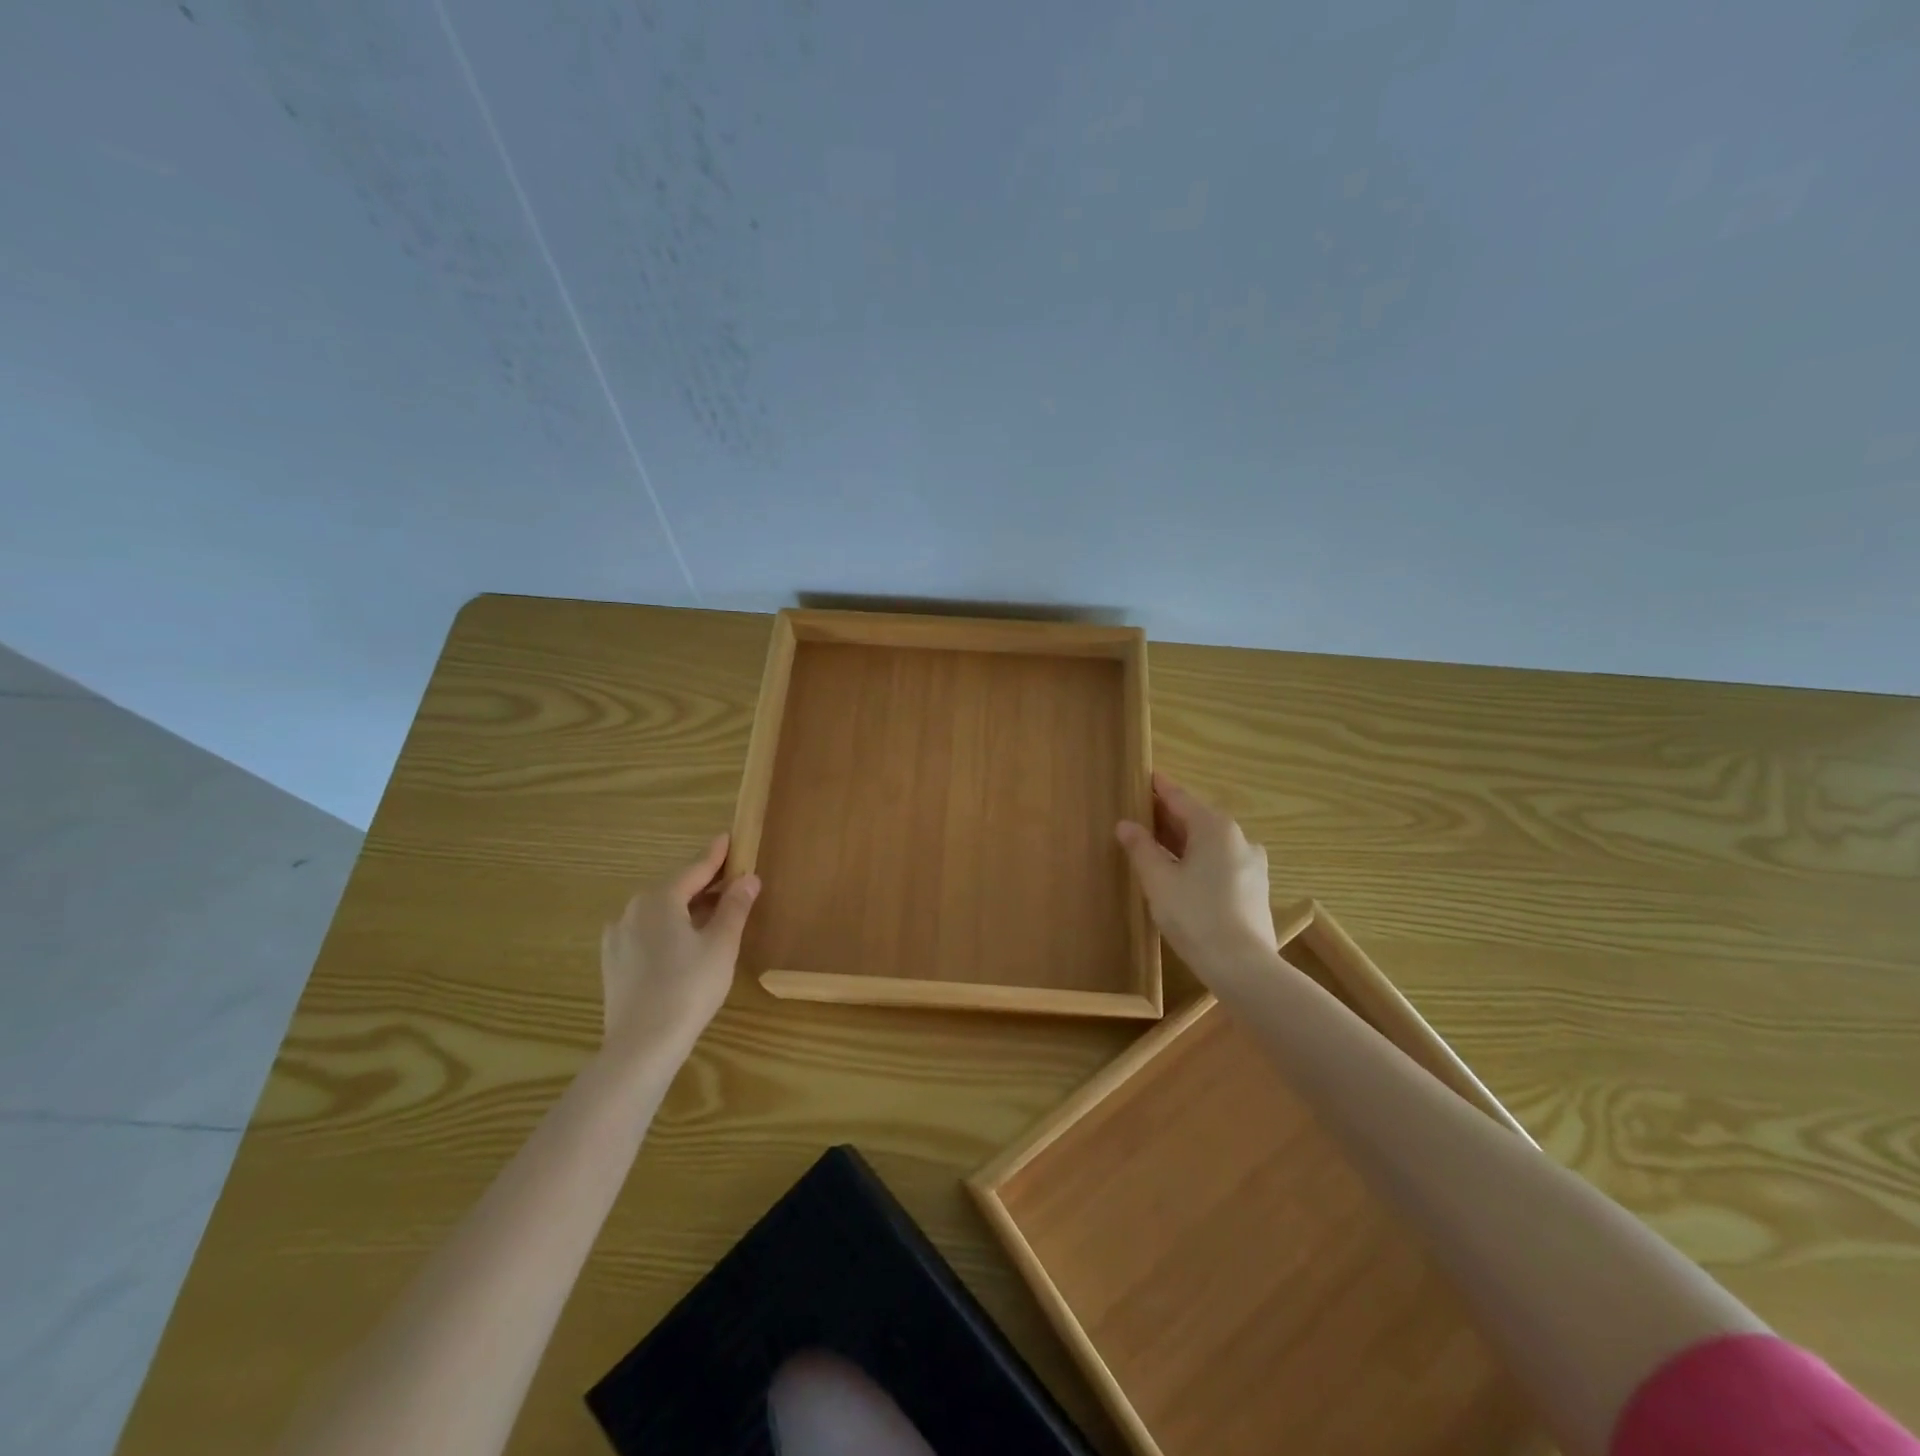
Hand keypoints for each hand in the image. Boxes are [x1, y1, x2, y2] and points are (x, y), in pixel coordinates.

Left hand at [598, 834, 759, 1060]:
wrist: (642, 1045)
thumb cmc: (689, 987)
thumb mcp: (721, 944)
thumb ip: (735, 907)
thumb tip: (748, 878)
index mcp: (660, 899)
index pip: (695, 869)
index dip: (716, 855)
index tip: (728, 837)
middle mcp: (633, 910)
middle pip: (675, 889)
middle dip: (704, 884)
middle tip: (731, 881)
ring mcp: (618, 937)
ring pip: (659, 912)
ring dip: (686, 908)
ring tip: (713, 915)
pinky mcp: (613, 963)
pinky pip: (646, 933)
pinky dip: (668, 929)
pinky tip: (682, 945)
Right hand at [1117, 771, 1279, 972]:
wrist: (1243, 966)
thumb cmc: (1195, 915)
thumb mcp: (1158, 880)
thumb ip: (1141, 848)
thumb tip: (1125, 824)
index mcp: (1215, 828)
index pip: (1180, 798)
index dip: (1159, 788)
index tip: (1145, 777)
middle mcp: (1238, 838)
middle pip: (1197, 819)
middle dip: (1168, 816)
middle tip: (1141, 812)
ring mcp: (1251, 864)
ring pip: (1210, 843)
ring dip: (1183, 840)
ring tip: (1156, 844)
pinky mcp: (1254, 889)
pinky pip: (1220, 862)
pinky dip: (1198, 859)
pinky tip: (1182, 873)